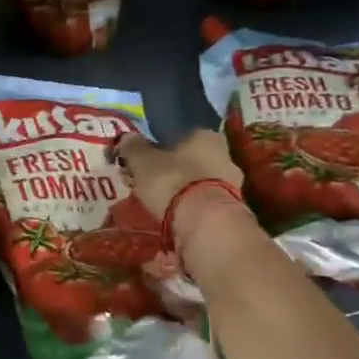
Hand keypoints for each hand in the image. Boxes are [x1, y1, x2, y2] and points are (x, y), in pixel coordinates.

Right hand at [113, 131, 255, 272]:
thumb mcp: (142, 160)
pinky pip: (202, 205)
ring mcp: (232, 185)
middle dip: (170, 170)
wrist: (205, 224)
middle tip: (146, 183)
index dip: (159, 145)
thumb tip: (126, 138)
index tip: (142, 159)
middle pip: (190, 159)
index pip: (180, 134)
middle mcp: (224, 155)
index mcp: (205, 135)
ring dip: (180, 192)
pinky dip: (188, 210)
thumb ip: (133, 147)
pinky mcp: (230, 211)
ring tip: (157, 205)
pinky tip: (172, 219)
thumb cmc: (172, 181)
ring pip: (197, 183)